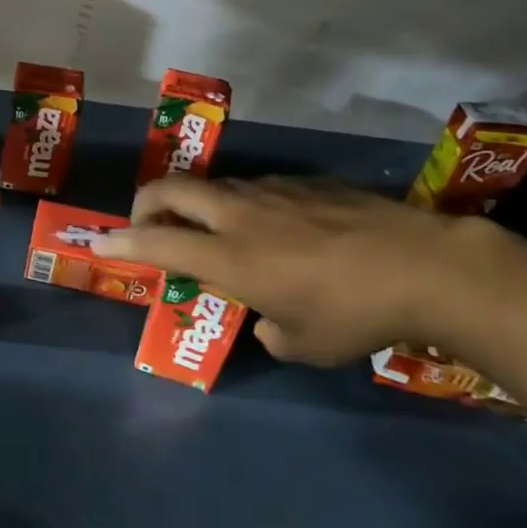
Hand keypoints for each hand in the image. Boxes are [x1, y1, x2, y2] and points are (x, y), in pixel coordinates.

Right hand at [94, 175, 482, 365]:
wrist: (426, 266)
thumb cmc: (355, 314)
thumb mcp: (303, 345)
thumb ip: (268, 330)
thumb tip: (268, 319)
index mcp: (229, 256)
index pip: (156, 241)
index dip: (121, 241)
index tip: (100, 242)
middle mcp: (239, 214)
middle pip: (172, 189)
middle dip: (145, 202)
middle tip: (145, 222)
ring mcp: (272, 191)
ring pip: (214, 185)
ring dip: (197, 203)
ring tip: (212, 228)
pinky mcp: (304, 182)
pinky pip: (257, 188)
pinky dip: (243, 204)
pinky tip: (276, 228)